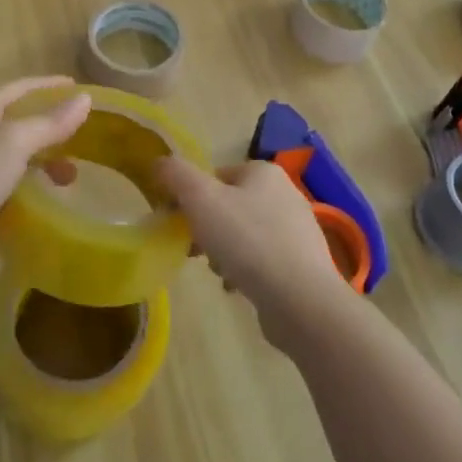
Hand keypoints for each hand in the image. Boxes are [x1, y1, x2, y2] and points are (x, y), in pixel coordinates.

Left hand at [0, 76, 89, 296]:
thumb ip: (49, 123)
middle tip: (81, 144)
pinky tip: (45, 208)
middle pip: (15, 128)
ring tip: (68, 182)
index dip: (47, 86)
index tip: (79, 88)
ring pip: (12, 164)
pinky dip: (27, 198)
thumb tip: (85, 99)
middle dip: (49, 133)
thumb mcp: (12, 143)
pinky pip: (5, 197)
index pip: (16, 90)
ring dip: (41, 168)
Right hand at [154, 158, 343, 347]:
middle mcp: (285, 193)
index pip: (216, 175)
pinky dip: (246, 271)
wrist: (300, 300)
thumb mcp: (201, 199)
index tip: (179, 224)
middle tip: (195, 251)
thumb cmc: (247, 240)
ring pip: (244, 234)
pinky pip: (262, 260)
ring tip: (219, 272)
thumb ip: (176, 175)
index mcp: (263, 171)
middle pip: (230, 206)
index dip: (191, 198)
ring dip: (225, 252)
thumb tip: (159, 162)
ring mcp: (297, 230)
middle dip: (208, 228)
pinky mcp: (302, 263)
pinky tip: (237, 287)